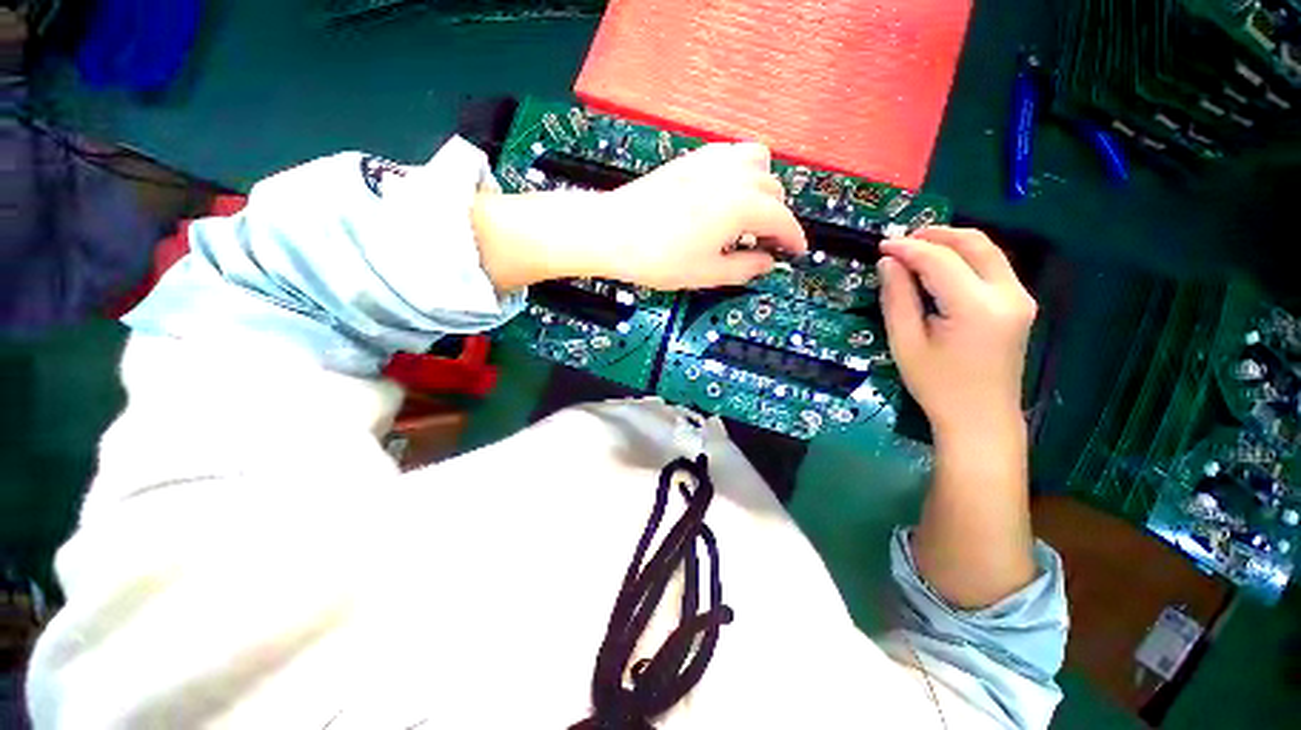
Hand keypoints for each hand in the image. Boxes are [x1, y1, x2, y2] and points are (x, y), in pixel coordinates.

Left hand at [595, 143, 807, 288]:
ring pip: (757, 162)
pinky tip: (725, 196)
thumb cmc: (659, 258)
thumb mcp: (708, 273)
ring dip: (763, 188)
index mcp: (742, 204)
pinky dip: (740, 174)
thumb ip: (745, 268)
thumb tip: (767, 262)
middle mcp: (733, 174)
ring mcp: (711, 161)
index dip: (794, 239)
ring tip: (749, 215)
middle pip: (774, 189)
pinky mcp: (691, 159)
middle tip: (765, 244)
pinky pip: (730, 156)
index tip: (796, 253)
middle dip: (777, 217)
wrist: (612, 232)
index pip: (783, 219)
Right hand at [877, 227, 1036, 437]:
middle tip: (901, 240)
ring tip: (916, 249)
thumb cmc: (937, 386)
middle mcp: (1008, 294)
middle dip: (935, 234)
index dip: (908, 248)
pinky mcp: (1020, 304)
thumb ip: (897, 299)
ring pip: (987, 250)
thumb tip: (888, 263)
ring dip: (951, 243)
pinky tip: (940, 267)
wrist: (981, 418)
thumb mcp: (906, 343)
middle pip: (974, 243)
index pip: (940, 261)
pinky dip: (964, 258)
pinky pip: (992, 266)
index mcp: (976, 308)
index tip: (881, 245)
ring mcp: (1020, 298)